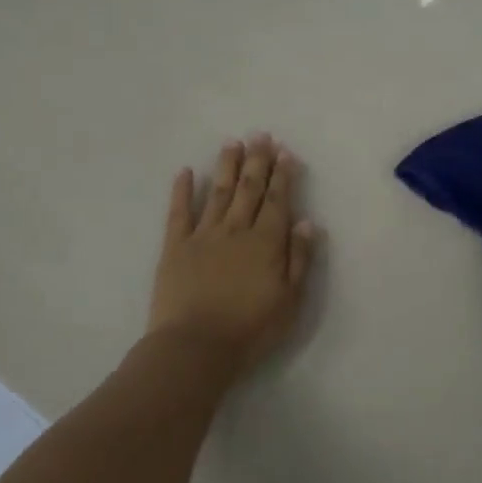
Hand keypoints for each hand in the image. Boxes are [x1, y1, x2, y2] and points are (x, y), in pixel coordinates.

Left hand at [148, 135, 316, 376]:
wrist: (196, 347)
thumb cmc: (251, 329)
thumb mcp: (290, 300)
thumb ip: (299, 258)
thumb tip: (306, 221)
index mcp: (266, 242)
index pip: (278, 200)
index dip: (282, 175)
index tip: (285, 152)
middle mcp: (236, 230)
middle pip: (249, 189)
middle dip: (257, 161)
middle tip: (261, 135)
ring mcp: (203, 235)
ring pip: (218, 192)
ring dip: (227, 166)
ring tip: (233, 143)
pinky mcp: (175, 247)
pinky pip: (179, 212)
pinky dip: (182, 190)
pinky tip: (185, 171)